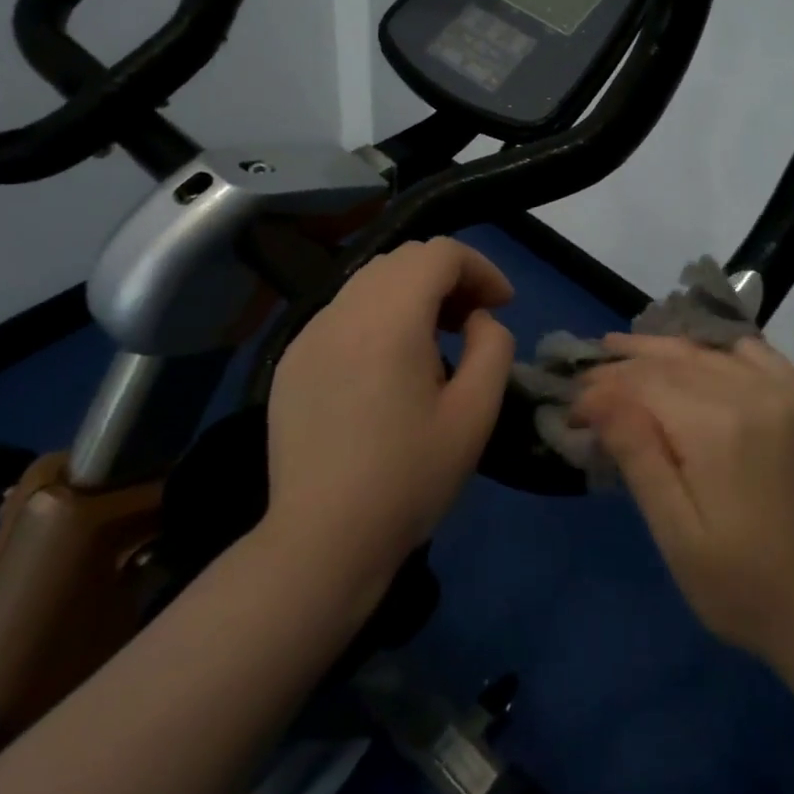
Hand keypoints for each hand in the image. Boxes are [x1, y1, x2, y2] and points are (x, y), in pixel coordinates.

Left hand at [265, 238, 515, 585]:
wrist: (322, 541)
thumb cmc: (408, 479)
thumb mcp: (475, 414)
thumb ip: (492, 347)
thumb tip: (477, 320)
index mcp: (390, 318)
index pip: (440, 252)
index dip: (481, 268)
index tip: (502, 306)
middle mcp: (343, 311)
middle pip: (404, 258)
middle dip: (448, 277)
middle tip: (472, 320)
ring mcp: (309, 333)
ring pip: (370, 281)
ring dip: (412, 293)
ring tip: (434, 340)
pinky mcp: (292, 360)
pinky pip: (343, 312)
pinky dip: (378, 315)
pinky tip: (387, 365)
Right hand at [573, 334, 793, 669]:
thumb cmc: (745, 587)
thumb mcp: (678, 536)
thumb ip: (640, 457)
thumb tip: (599, 398)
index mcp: (717, 429)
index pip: (644, 384)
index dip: (603, 388)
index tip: (573, 406)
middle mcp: (753, 394)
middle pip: (674, 360)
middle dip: (626, 362)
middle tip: (590, 368)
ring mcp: (787, 393)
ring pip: (711, 351)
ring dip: (665, 349)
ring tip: (627, 349)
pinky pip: (756, 354)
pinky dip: (718, 350)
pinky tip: (697, 357)